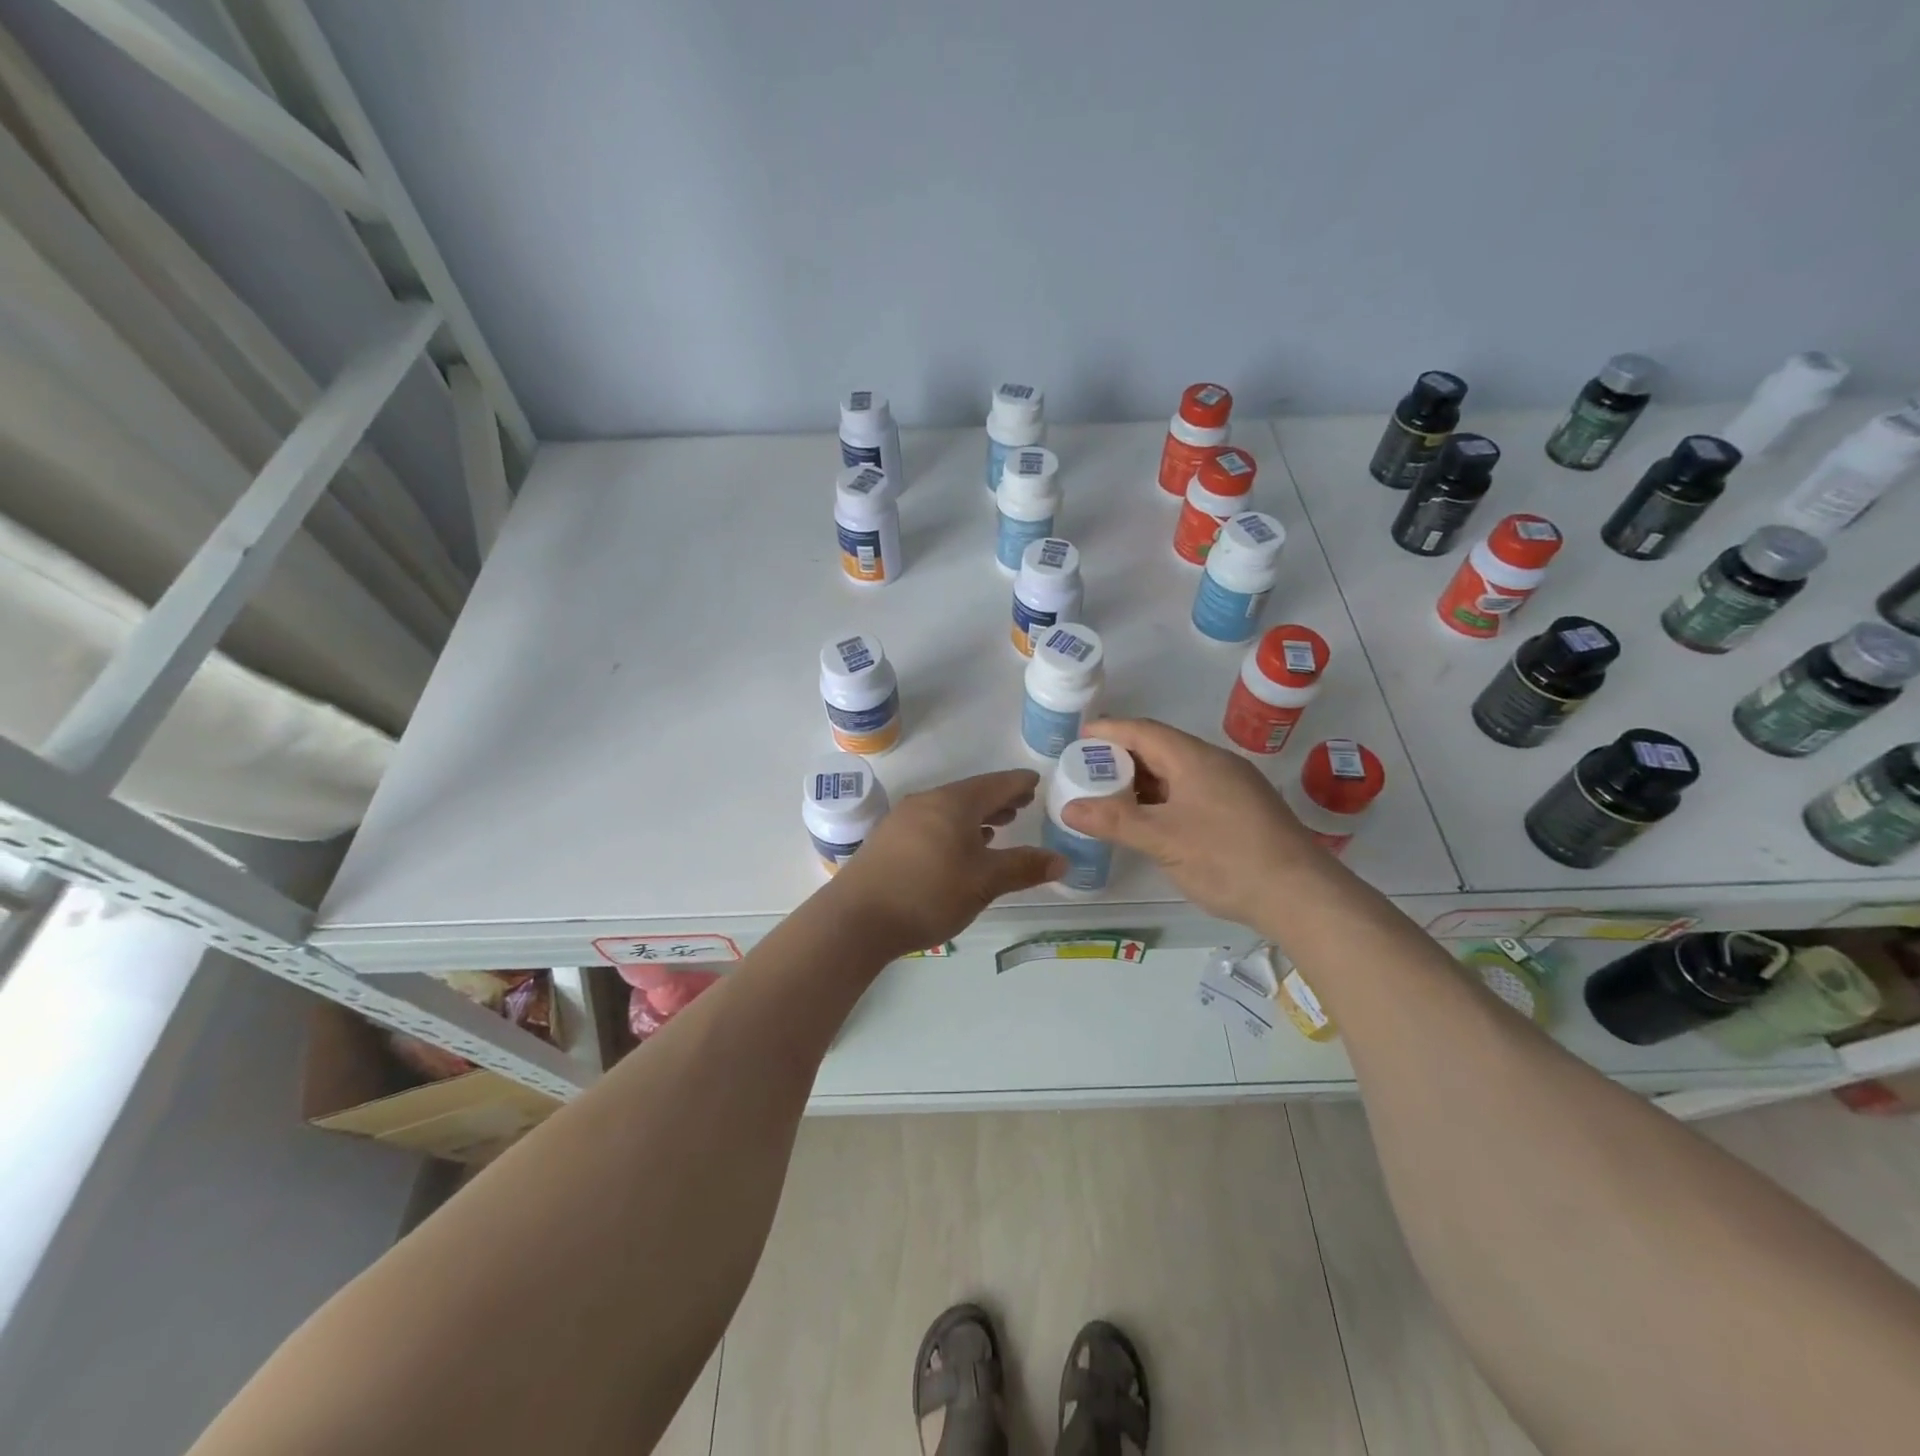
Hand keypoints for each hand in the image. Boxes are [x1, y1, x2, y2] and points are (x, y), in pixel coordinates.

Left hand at [828, 769, 1064, 956]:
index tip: (1035, 782)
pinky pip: (931, 824)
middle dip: (998, 799)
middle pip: (970, 794)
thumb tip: (1061, 860)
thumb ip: (1023, 868)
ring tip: (996, 827)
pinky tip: (958, 848)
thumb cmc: (928, 893)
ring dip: (975, 816)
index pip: (995, 784)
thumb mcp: (984, 883)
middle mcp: (927, 802)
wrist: (856, 918)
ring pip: (948, 810)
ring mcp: (903, 820)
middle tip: (1022, 804)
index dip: (1018, 784)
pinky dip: (953, 829)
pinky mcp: (888, 841)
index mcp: (953, 803)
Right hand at [1058, 717, 1325, 927]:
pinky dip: (1164, 797)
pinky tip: (1152, 820)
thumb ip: (1114, 821)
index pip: (1144, 731)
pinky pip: (1193, 790)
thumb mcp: (1162, 840)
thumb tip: (1069, 807)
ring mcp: (1233, 786)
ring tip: (1111, 796)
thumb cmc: (1226, 858)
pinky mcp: (1243, 810)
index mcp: (1195, 759)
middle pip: (1161, 748)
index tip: (1079, 737)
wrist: (1301, 895)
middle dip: (1123, 758)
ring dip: (1144, 780)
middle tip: (1087, 772)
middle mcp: (1215, 763)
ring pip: (1178, 772)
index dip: (1109, 731)